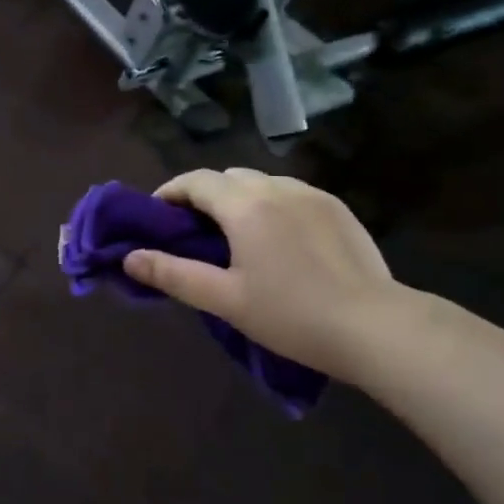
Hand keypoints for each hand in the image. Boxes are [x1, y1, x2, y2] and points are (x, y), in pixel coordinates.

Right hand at [123, 169, 404, 379]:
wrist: (374, 326)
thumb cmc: (290, 314)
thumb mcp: (223, 299)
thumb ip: (172, 274)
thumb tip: (129, 258)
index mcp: (245, 206)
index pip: (196, 181)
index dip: (170, 193)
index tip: (157, 216)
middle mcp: (277, 188)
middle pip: (228, 177)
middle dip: (204, 195)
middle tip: (193, 231)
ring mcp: (312, 195)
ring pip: (262, 182)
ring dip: (239, 198)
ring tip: (235, 235)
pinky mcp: (337, 208)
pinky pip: (291, 194)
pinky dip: (270, 205)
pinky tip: (277, 239)